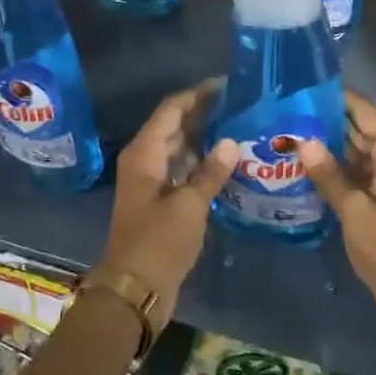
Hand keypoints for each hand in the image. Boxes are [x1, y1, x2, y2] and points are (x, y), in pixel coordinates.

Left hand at [98, 81, 237, 319]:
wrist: (134, 289)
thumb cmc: (159, 242)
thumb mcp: (189, 205)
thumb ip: (211, 172)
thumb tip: (231, 142)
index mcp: (144, 153)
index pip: (171, 109)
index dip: (197, 94)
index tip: (227, 85)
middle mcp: (145, 160)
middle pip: (174, 126)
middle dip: (204, 114)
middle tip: (241, 105)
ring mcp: (151, 182)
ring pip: (179, 148)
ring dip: (205, 139)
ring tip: (240, 128)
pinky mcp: (160, 202)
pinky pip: (182, 170)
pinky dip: (201, 163)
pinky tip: (228, 163)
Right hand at [301, 91, 375, 336]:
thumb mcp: (356, 213)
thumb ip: (329, 175)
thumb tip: (303, 140)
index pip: (365, 112)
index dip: (336, 98)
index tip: (301, 87)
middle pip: (359, 130)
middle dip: (325, 122)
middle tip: (283, 113)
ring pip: (356, 154)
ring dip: (326, 148)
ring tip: (285, 135)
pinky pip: (357, 176)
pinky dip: (334, 172)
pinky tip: (301, 169)